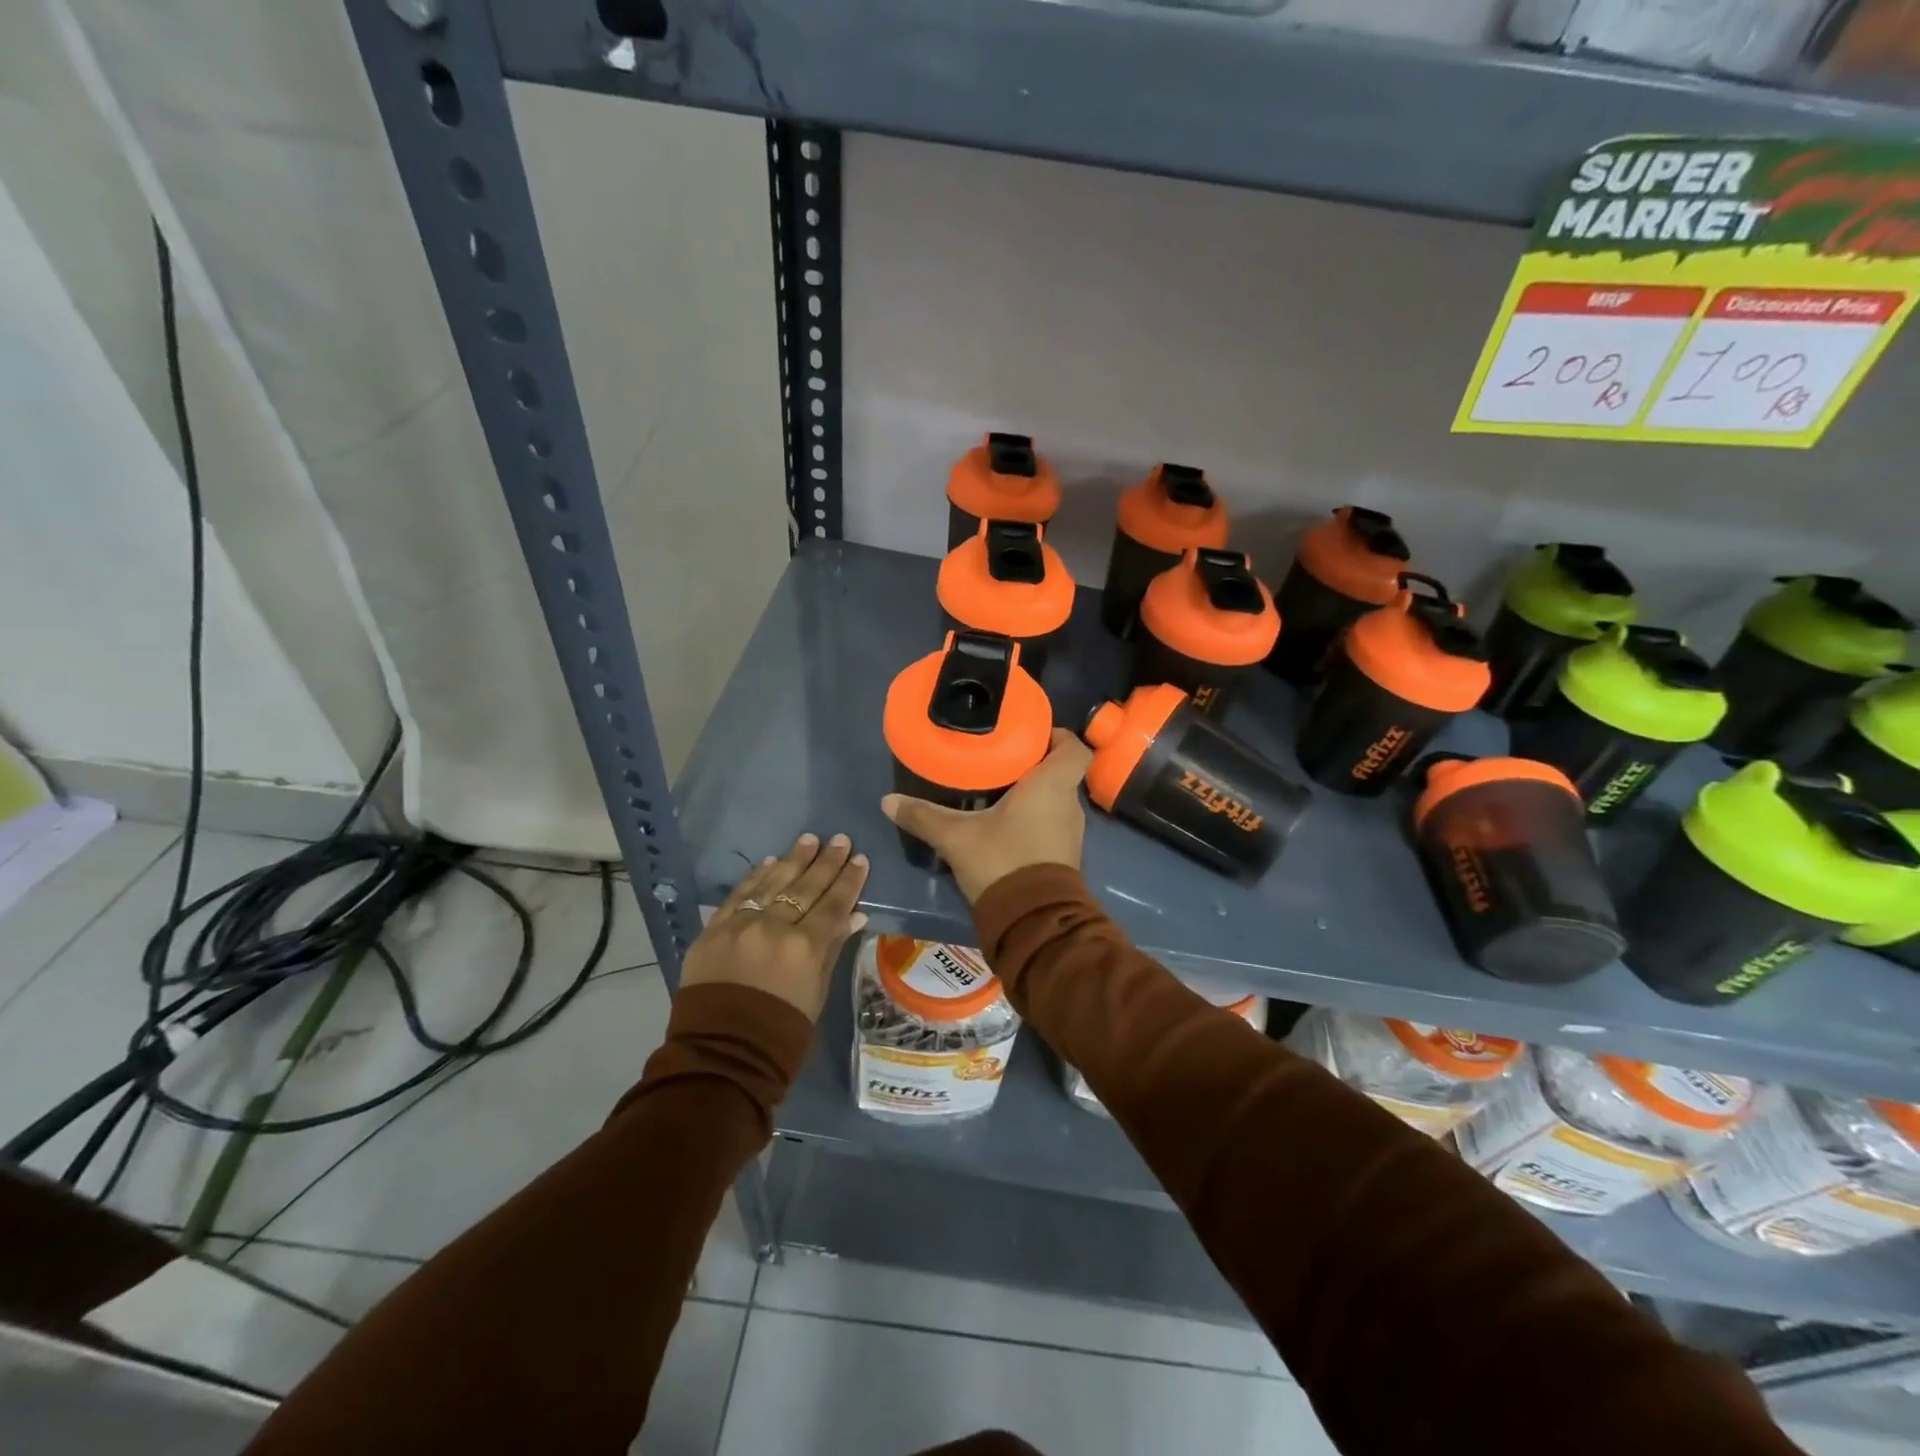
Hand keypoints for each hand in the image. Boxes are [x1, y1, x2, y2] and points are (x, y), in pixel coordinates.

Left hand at [682, 833, 869, 1020]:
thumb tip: (854, 916)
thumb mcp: (817, 992)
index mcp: (805, 948)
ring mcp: (741, 926)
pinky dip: (755, 877)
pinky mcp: (713, 930)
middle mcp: (774, 928)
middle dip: (825, 862)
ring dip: (792, 860)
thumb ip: (832, 948)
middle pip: (805, 888)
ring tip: (808, 840)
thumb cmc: (782, 1032)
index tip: (860, 858)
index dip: (849, 881)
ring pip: (771, 883)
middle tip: (839, 839)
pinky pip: (739, 895)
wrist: (722, 1054)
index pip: (833, 904)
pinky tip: (770, 862)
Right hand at [881, 728, 1092, 902]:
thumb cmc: (1003, 861)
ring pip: (1056, 800)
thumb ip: (924, 816)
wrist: (1032, 921)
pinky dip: (1034, 817)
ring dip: (1035, 793)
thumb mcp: (956, 837)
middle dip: (1036, 764)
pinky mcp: (1064, 856)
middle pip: (1061, 772)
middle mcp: (1069, 804)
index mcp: (1052, 786)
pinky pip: (1052, 823)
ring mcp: (1070, 833)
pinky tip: (1005, 823)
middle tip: (1002, 758)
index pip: (1075, 749)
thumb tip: (888, 801)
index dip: (1059, 737)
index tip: (1032, 734)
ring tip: (999, 788)